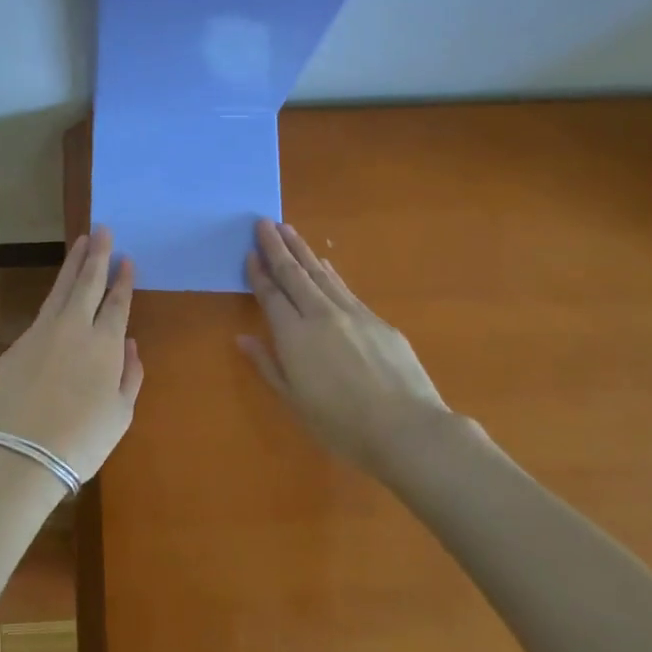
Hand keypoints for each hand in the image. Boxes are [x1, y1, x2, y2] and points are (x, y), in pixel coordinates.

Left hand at [0, 227, 142, 482]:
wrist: (22, 455)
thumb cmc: (82, 441)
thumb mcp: (121, 414)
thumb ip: (130, 374)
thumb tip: (129, 345)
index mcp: (104, 344)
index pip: (117, 302)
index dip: (123, 279)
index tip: (126, 258)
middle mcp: (73, 328)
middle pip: (87, 282)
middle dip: (97, 254)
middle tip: (101, 229)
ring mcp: (41, 333)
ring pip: (60, 289)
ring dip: (72, 264)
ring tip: (80, 243)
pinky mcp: (17, 346)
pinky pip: (42, 315)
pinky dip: (54, 300)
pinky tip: (58, 297)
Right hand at [239, 219, 449, 474]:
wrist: (407, 429)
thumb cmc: (342, 425)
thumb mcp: (295, 402)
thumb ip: (268, 365)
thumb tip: (244, 338)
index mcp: (294, 335)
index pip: (271, 295)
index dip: (259, 273)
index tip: (249, 252)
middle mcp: (320, 315)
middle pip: (294, 274)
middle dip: (277, 247)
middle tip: (264, 222)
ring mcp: (352, 313)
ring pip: (320, 273)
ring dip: (302, 250)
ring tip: (288, 230)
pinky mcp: (378, 320)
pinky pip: (344, 287)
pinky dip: (330, 271)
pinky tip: (325, 262)